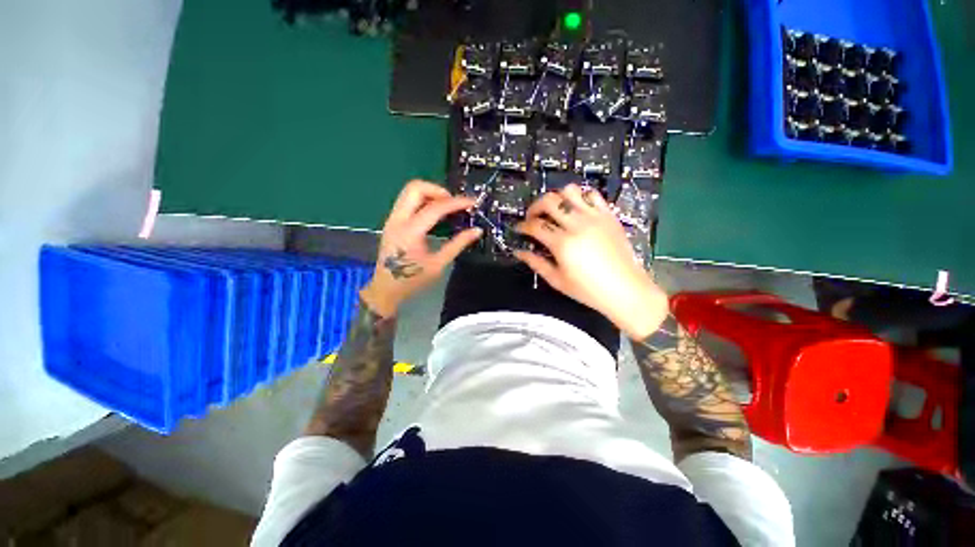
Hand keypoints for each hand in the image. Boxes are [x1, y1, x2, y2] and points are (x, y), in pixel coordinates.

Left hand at [361, 180, 481, 317]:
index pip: (435, 207)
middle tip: (454, 203)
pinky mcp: (392, 221)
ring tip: (446, 207)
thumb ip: (458, 244)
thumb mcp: (438, 264)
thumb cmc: (413, 280)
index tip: (472, 202)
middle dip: (438, 190)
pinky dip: (423, 200)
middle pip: (415, 187)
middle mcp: (398, 219)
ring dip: (430, 193)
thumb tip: (476, 231)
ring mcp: (392, 218)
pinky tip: (434, 213)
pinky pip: (407, 200)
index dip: (456, 202)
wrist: (386, 289)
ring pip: (409, 191)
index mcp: (410, 231)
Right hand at [514, 184, 667, 338]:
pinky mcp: (608, 215)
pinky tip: (577, 209)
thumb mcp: (557, 280)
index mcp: (563, 243)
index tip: (519, 229)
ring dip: (557, 198)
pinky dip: (580, 197)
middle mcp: (577, 225)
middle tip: (533, 217)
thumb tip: (518, 253)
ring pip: (570, 191)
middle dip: (534, 207)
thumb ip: (536, 263)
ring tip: (555, 211)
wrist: (625, 289)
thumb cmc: (589, 290)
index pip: (535, 225)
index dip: (522, 226)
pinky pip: (592, 195)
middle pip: (549, 201)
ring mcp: (595, 217)